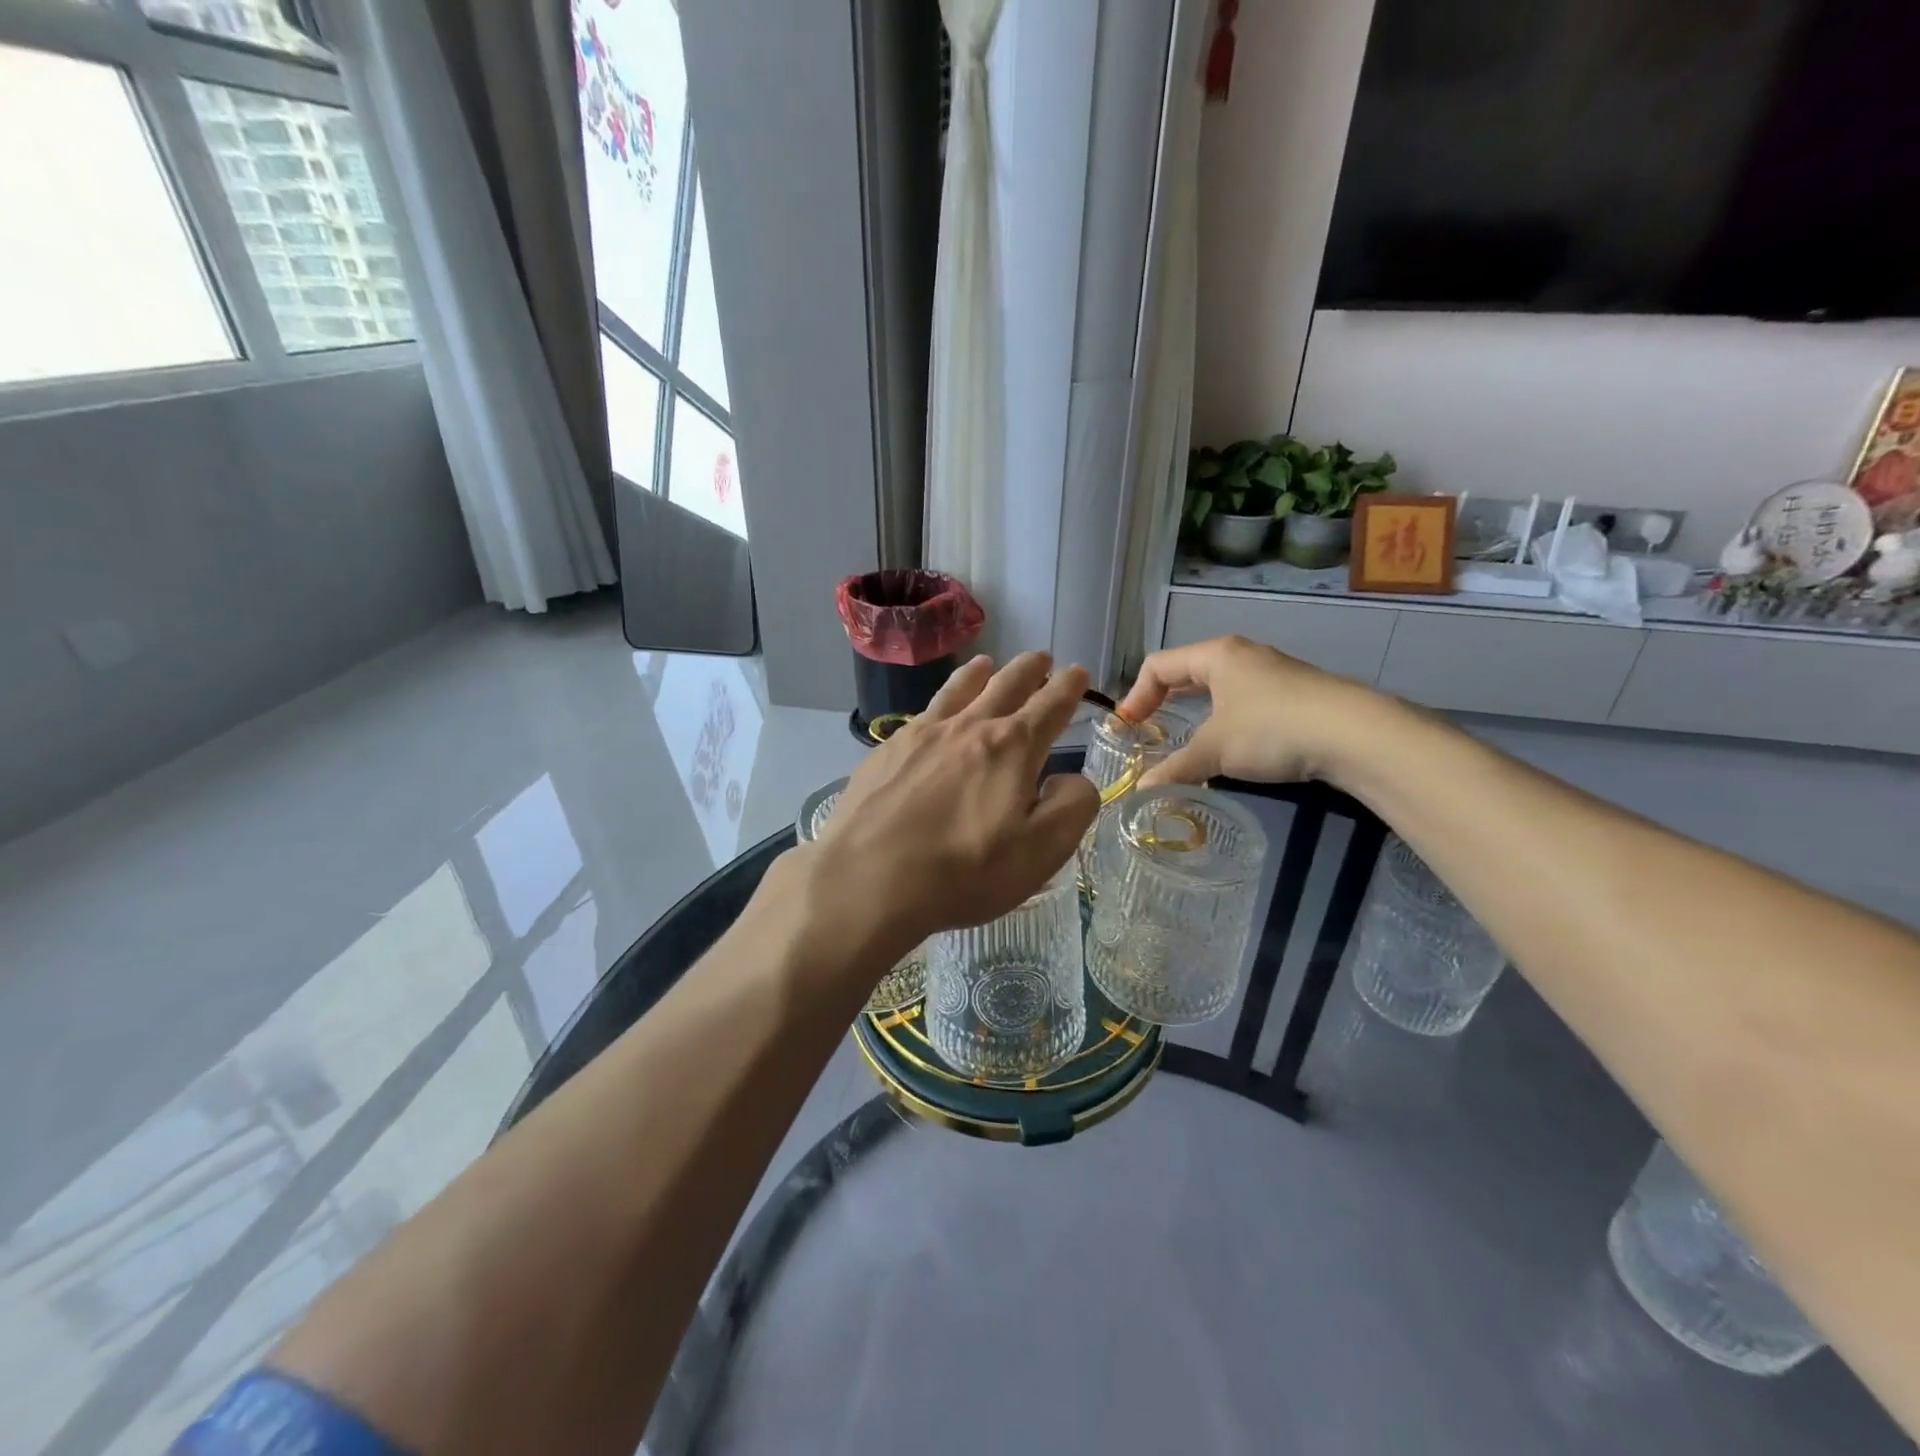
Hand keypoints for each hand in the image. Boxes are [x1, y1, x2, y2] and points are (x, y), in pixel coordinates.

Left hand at [802, 652, 1099, 963]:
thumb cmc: (963, 872)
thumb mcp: (1041, 851)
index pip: (1050, 706)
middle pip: (1005, 685)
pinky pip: (923, 712)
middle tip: (1040, 657)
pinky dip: (940, 700)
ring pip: (958, 689)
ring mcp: (922, 734)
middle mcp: (968, 727)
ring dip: (979, 673)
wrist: (867, 879)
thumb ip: (1072, 806)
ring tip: (987, 663)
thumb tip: (1071, 778)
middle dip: (1028, 669)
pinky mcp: (887, 750)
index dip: (1068, 687)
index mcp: (1012, 748)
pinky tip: (934, 712)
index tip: (1078, 672)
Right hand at [1117, 635, 1383, 788]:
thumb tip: (1141, 792)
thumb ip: (1175, 769)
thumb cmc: (1272, 729)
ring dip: (1195, 714)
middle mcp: (1242, 656)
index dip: (1136, 696)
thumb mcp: (1215, 750)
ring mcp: (1271, 674)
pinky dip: (1224, 722)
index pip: (1159, 665)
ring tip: (1186, 744)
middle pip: (1187, 673)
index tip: (1127, 729)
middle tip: (1148, 732)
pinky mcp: (1294, 695)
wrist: (1355, 734)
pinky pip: (1243, 703)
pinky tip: (1231, 750)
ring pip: (1218, 689)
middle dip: (1163, 702)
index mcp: (1216, 655)